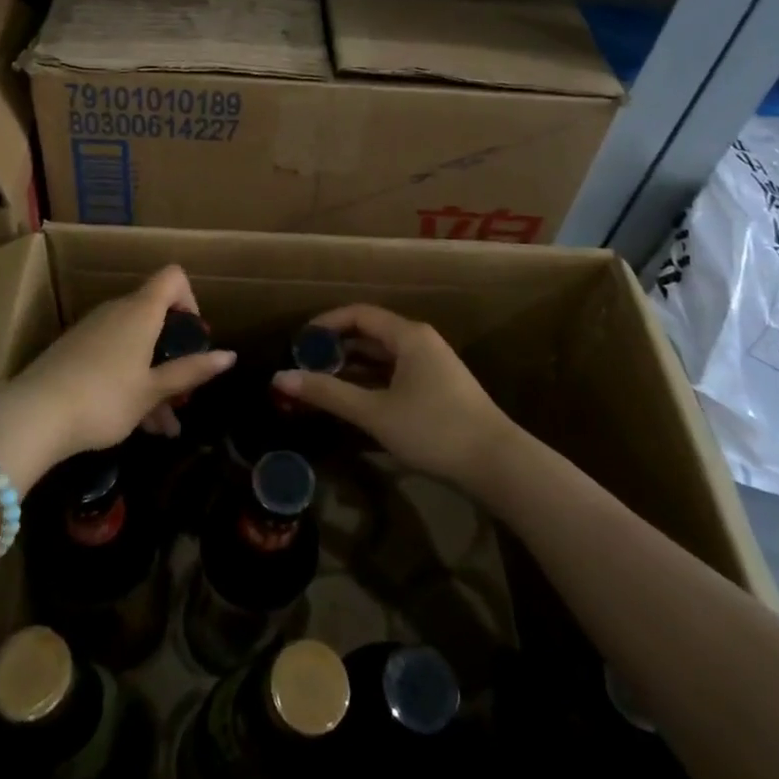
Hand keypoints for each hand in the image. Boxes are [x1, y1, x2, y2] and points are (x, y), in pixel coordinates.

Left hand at [0, 266, 233, 482]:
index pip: (173, 277)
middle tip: (184, 393)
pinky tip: (135, 424)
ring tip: (165, 428)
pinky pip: (113, 357)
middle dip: (174, 353)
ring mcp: (92, 331)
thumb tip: (230, 355)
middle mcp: (116, 312)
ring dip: (154, 378)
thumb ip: (191, 371)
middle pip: (155, 317)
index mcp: (140, 312)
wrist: (33, 415)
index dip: (190, 300)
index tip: (194, 337)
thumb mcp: (152, 390)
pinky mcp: (73, 351)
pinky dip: (129, 382)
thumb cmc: (104, 398)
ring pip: (135, 345)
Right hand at [272, 304, 514, 490]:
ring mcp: (433, 366)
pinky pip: (396, 373)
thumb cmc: (433, 429)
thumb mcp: (375, 412)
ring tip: (323, 383)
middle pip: (371, 333)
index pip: (359, 314)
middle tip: (305, 365)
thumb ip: (328, 393)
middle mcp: (421, 342)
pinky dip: (372, 381)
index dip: (326, 323)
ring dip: (353, 366)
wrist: (497, 464)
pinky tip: (355, 401)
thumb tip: (280, 378)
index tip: (300, 341)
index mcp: (408, 335)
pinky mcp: (439, 389)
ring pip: (384, 356)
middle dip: (337, 347)